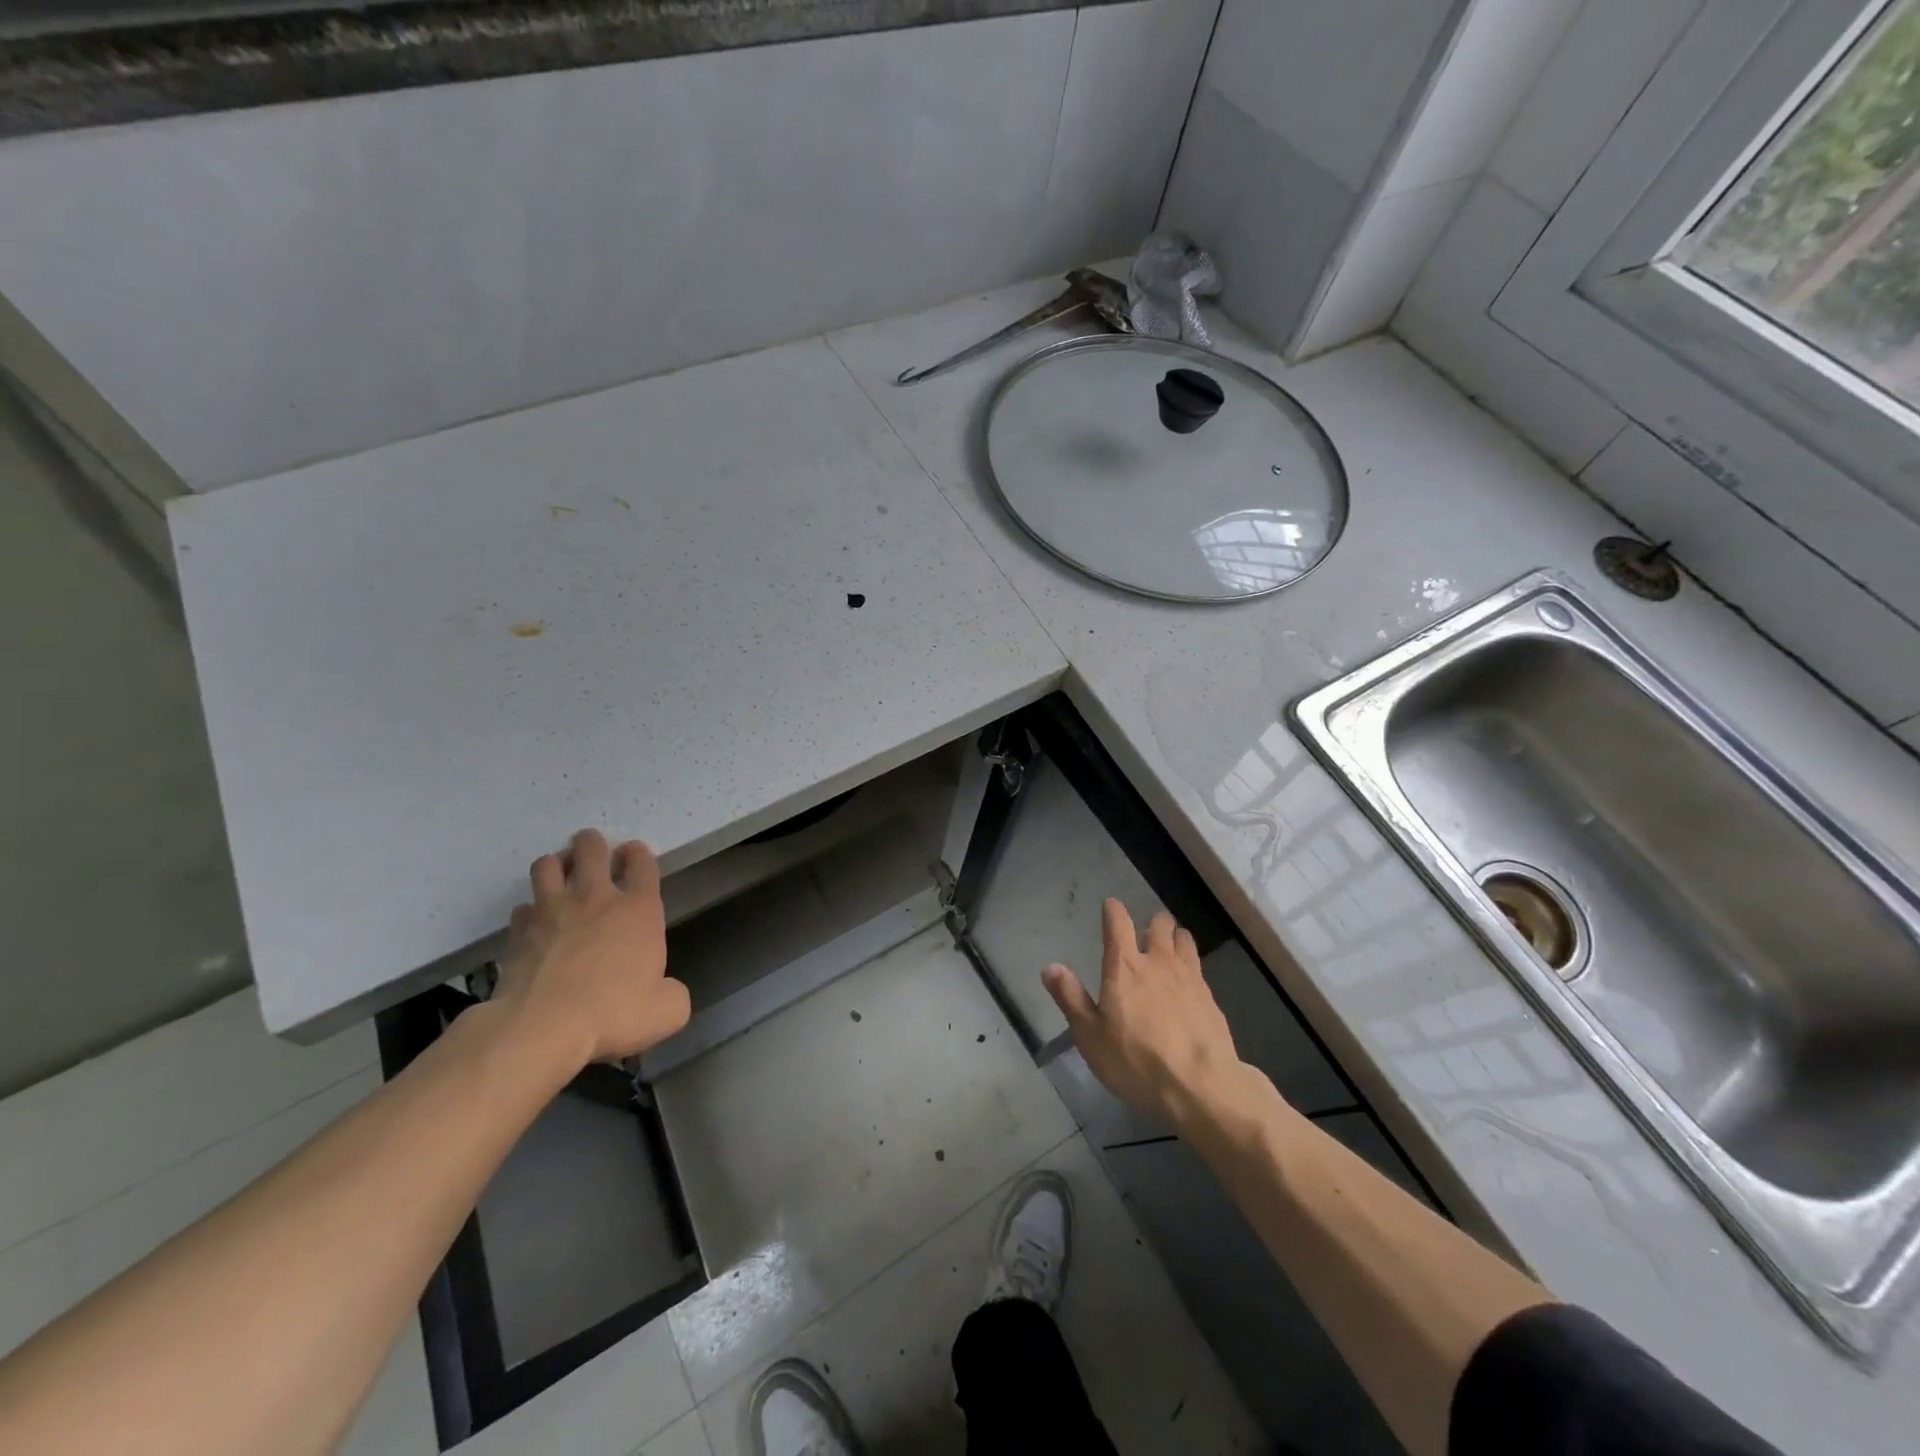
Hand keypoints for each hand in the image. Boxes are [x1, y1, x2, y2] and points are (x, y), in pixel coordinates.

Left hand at [494, 829, 690, 1067]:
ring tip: (561, 876)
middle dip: (593, 843)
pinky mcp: (518, 932)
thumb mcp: (667, 1010)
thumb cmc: (614, 1013)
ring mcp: (552, 911)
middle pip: (591, 848)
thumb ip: (672, 992)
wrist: (543, 1028)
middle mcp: (595, 898)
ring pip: (548, 864)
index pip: (642, 862)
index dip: (638, 854)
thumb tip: (665, 989)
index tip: (634, 856)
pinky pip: (522, 907)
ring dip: (556, 865)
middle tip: (594, 853)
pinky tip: (535, 923)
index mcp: (638, 909)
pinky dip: (530, 911)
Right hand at [1043, 900, 1243, 1131]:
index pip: (1118, 923)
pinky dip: (1191, 964)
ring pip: (1183, 940)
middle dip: (1152, 922)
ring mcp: (1189, 977)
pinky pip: (1199, 967)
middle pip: (1159, 925)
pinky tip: (1188, 981)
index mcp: (1124, 967)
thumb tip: (1050, 967)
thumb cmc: (1136, 1060)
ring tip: (1170, 946)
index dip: (1113, 910)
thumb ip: (1071, 998)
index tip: (1110, 906)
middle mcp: (1158, 962)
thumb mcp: (1091, 1036)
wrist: (1201, 1085)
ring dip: (1175, 937)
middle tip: (1146, 931)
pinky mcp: (1210, 997)